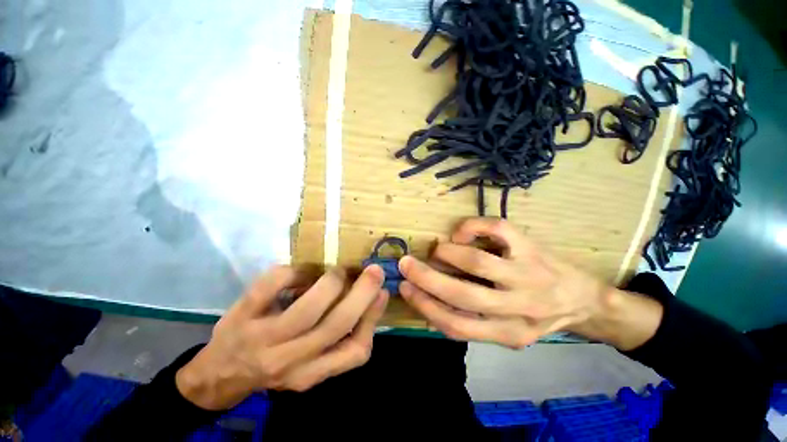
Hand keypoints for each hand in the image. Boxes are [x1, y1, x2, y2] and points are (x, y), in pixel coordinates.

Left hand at [176, 265, 387, 409]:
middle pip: (336, 325)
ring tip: (337, 272)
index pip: (355, 352)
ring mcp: (263, 338)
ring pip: (308, 308)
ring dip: (331, 282)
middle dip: (362, 293)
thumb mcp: (310, 366)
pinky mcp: (242, 315)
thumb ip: (339, 340)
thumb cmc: (274, 365)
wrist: (219, 374)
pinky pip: (273, 284)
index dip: (373, 318)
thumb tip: (370, 300)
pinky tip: (300, 271)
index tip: (382, 293)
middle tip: (374, 271)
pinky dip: (293, 271)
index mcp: (312, 372)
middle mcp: (290, 360)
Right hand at [398, 217, 610, 347]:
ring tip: (439, 249)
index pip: (456, 325)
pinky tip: (462, 234)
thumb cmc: (538, 316)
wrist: (585, 301)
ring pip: (476, 261)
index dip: (424, 306)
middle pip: (462, 294)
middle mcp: (519, 307)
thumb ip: (471, 319)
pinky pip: (496, 228)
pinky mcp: (532, 247)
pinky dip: (470, 227)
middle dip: (426, 277)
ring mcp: (528, 274)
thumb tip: (431, 295)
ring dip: (447, 252)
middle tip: (405, 263)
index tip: (405, 288)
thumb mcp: (506, 331)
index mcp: (508, 333)